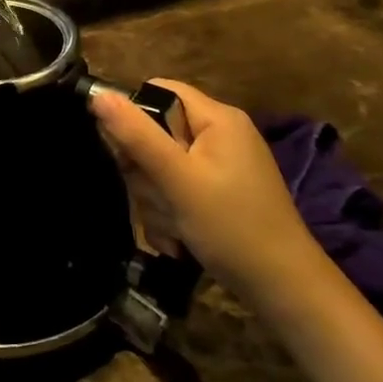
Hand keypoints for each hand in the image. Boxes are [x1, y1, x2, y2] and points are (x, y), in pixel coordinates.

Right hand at [90, 79, 327, 297]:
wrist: (284, 289)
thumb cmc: (231, 226)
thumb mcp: (178, 179)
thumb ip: (137, 136)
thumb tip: (98, 95)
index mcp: (217, 118)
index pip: (160, 91)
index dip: (134, 115)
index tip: (123, 152)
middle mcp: (220, 135)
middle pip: (156, 134)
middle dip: (148, 173)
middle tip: (160, 199)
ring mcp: (221, 168)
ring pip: (162, 169)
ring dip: (157, 201)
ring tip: (174, 227)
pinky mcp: (219, 196)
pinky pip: (178, 192)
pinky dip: (172, 215)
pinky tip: (179, 240)